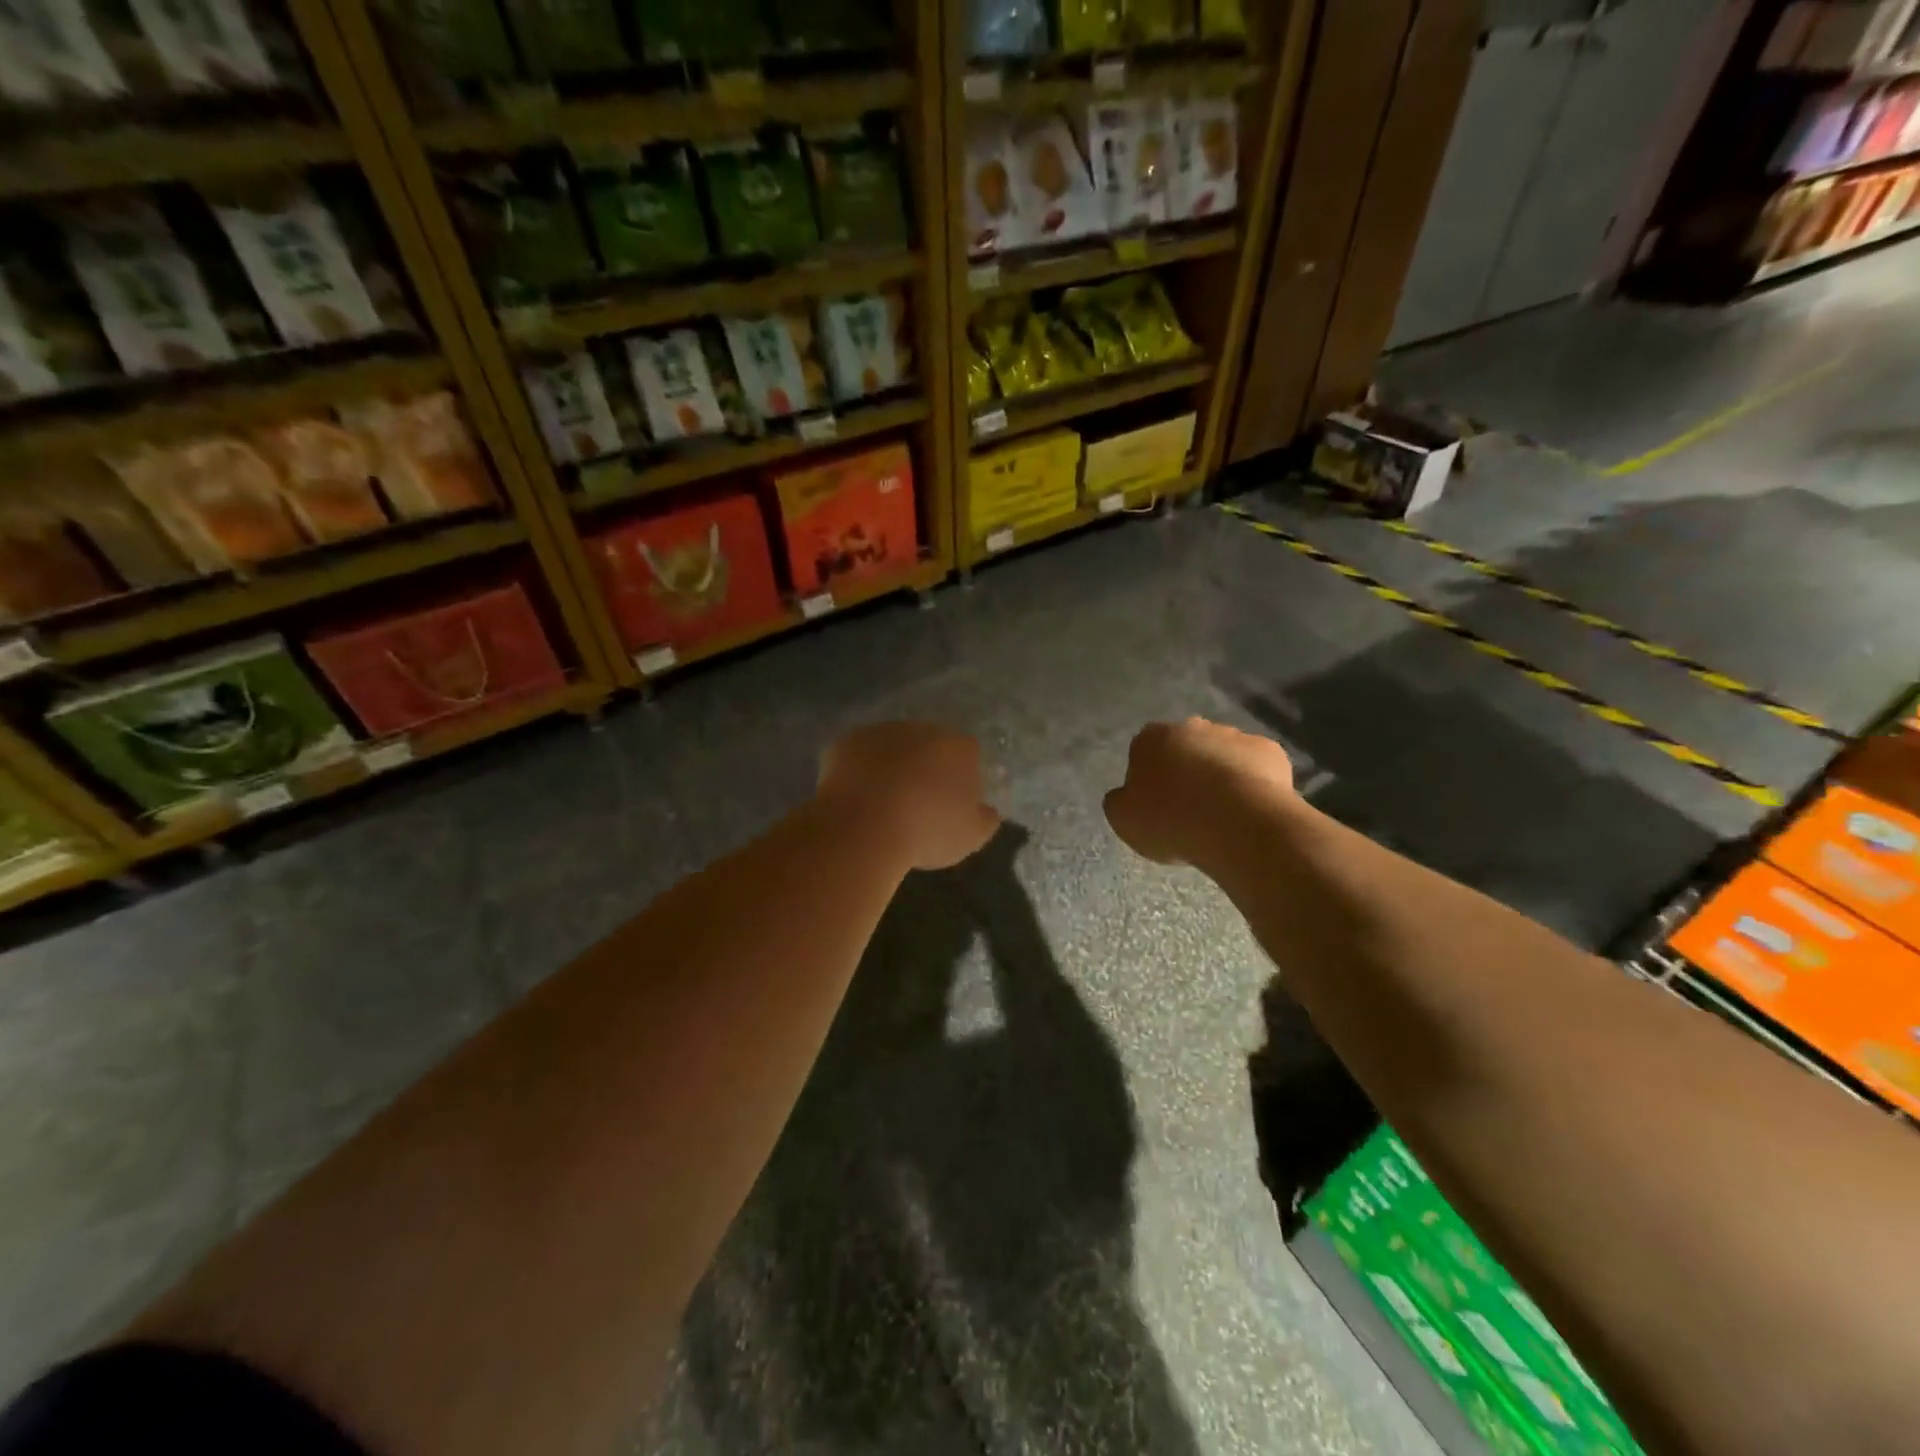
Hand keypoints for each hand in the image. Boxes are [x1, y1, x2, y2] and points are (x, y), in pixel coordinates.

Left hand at [818, 723, 1001, 870]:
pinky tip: (856, 798)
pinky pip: (859, 756)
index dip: (960, 777)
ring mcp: (882, 732)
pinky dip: (859, 771)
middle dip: (925, 767)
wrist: (865, 826)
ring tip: (883, 803)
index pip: (967, 754)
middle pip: (929, 745)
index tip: (950, 804)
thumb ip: (986, 819)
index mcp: (958, 747)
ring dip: (891, 766)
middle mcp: (922, 729)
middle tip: (917, 802)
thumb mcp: (971, 836)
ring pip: (892, 747)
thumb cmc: (927, 830)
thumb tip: (989, 811)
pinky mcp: (847, 742)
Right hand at [1104, 717, 1295, 867]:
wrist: (1238, 824)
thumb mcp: (1124, 819)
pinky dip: (1252, 783)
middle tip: (1189, 808)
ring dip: (1220, 775)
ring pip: (1222, 755)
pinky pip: (1255, 768)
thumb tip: (1128, 794)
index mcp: (1151, 738)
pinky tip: (1250, 810)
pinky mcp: (1271, 751)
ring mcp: (1234, 735)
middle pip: (1185, 748)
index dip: (1148, 778)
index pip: (1143, 751)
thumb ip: (1121, 800)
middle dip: (1186, 770)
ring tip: (1223, 814)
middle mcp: (1192, 726)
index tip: (1155, 805)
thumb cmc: (1171, 820)